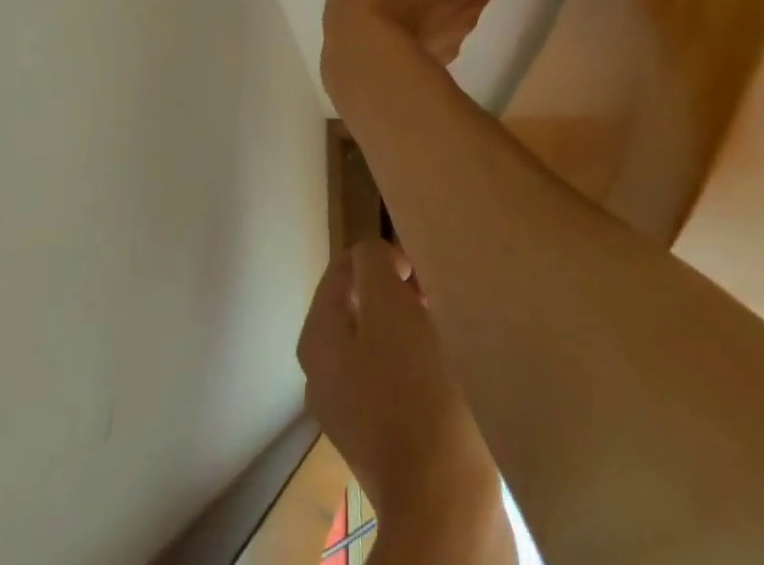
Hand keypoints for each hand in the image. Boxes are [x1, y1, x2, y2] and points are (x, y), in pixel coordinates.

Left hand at [297, 240, 506, 541]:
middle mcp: (323, 374)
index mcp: (317, 339)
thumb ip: (373, 264)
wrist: (446, 506)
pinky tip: (445, 373)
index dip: (382, 258)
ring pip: (379, 344)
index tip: (420, 270)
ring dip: (409, 329)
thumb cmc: (414, 391)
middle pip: (359, 307)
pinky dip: (417, 367)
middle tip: (433, 298)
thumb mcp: (389, 306)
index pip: (343, 270)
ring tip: (442, 331)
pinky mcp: (383, 442)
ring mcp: (351, 413)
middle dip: (395, 293)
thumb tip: (375, 258)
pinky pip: (395, 381)